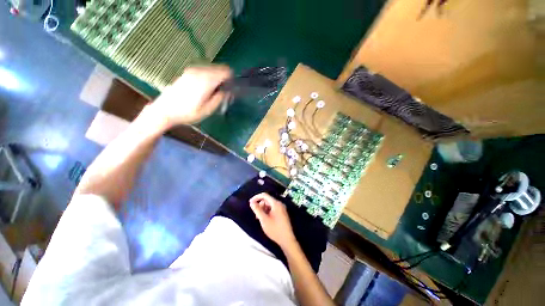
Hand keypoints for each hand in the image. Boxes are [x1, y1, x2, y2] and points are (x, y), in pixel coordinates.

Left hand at [151, 65, 231, 125]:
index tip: (230, 89)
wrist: (165, 110)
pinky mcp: (187, 73)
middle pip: (219, 69)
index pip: (226, 71)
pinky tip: (204, 89)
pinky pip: (204, 71)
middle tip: (222, 93)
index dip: (231, 80)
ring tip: (212, 92)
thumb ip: (220, 98)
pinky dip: (208, 77)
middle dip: (223, 79)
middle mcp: (200, 71)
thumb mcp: (208, 109)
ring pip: (212, 69)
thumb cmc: (188, 113)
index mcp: (207, 80)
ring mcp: (192, 70)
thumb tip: (228, 91)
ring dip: (216, 79)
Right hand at [250, 193, 296, 248]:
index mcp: (276, 203)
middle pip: (267, 200)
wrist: (287, 240)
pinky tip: (265, 219)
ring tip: (260, 218)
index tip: (250, 203)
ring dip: (263, 209)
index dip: (256, 197)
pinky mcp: (282, 213)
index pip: (265, 195)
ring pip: (269, 205)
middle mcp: (279, 204)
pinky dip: (267, 212)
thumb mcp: (264, 219)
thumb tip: (251, 202)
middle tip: (256, 215)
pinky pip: (273, 209)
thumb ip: (257, 210)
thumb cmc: (275, 229)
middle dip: (260, 205)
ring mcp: (281, 208)